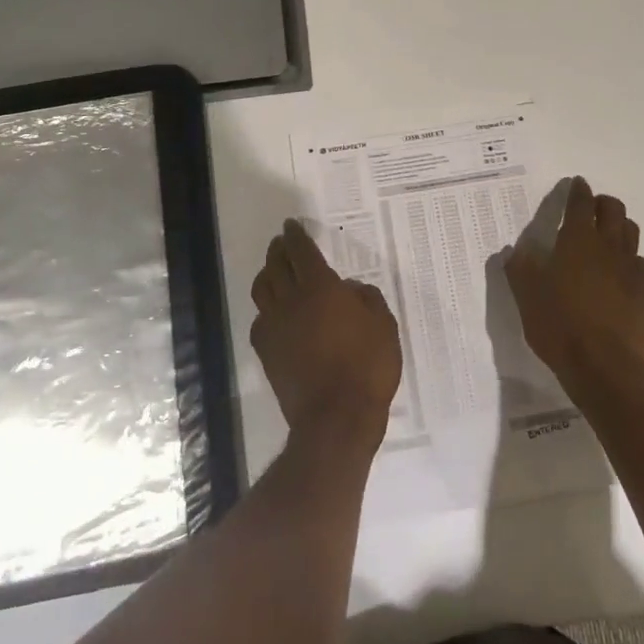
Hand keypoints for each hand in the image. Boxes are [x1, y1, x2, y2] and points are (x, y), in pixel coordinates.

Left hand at [249, 220, 401, 453]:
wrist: (336, 418)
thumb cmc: (367, 366)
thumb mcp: (384, 325)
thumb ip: (367, 299)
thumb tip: (349, 289)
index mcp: (320, 287)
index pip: (301, 251)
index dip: (295, 235)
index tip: (291, 226)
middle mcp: (291, 300)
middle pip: (275, 265)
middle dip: (278, 250)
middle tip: (282, 243)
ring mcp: (275, 327)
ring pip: (262, 289)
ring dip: (267, 274)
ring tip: (273, 271)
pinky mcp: (266, 352)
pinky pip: (260, 320)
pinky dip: (265, 309)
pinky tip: (273, 313)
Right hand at [504, 177, 643, 399]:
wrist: (604, 366)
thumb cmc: (558, 324)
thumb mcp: (526, 295)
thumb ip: (519, 268)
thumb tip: (514, 250)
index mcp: (577, 240)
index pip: (581, 203)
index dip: (578, 190)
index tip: (577, 183)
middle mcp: (608, 246)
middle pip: (613, 210)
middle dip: (602, 203)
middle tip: (591, 208)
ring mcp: (631, 269)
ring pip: (631, 233)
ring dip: (619, 226)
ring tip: (607, 235)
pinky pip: (640, 264)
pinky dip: (630, 260)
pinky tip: (620, 273)